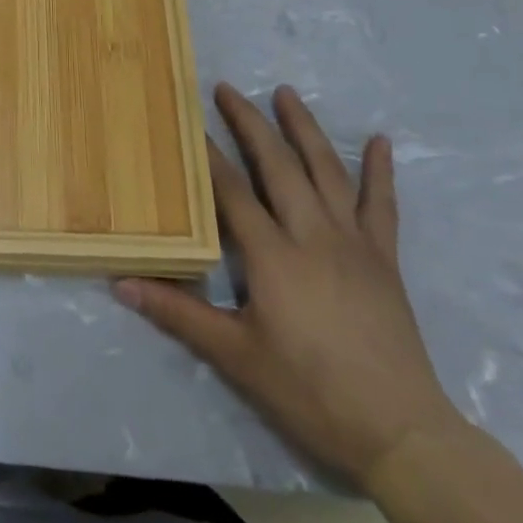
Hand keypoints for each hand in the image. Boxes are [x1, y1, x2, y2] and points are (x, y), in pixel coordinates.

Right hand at [115, 83, 463, 489]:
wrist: (400, 433)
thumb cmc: (310, 393)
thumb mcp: (236, 356)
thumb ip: (179, 314)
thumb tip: (121, 283)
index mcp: (273, 256)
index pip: (231, 191)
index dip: (208, 154)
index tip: (188, 119)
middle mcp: (312, 235)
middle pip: (277, 166)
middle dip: (250, 123)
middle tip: (228, 89)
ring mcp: (353, 243)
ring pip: (326, 172)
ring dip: (304, 129)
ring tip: (286, 94)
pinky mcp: (384, 259)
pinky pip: (382, 206)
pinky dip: (380, 172)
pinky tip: (379, 142)